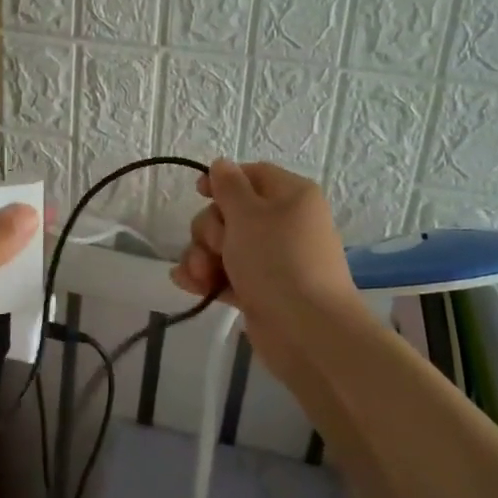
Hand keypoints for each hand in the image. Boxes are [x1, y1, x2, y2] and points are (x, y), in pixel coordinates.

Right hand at [169, 159, 357, 366]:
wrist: (308, 332)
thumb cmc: (277, 260)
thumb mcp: (247, 214)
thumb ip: (228, 185)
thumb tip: (222, 165)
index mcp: (291, 196)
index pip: (252, 174)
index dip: (223, 180)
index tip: (198, 192)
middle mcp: (285, 224)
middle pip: (232, 211)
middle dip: (209, 228)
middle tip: (215, 246)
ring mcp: (273, 260)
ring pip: (224, 245)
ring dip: (202, 256)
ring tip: (200, 276)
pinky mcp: (262, 291)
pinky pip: (227, 274)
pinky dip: (208, 277)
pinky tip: (190, 285)